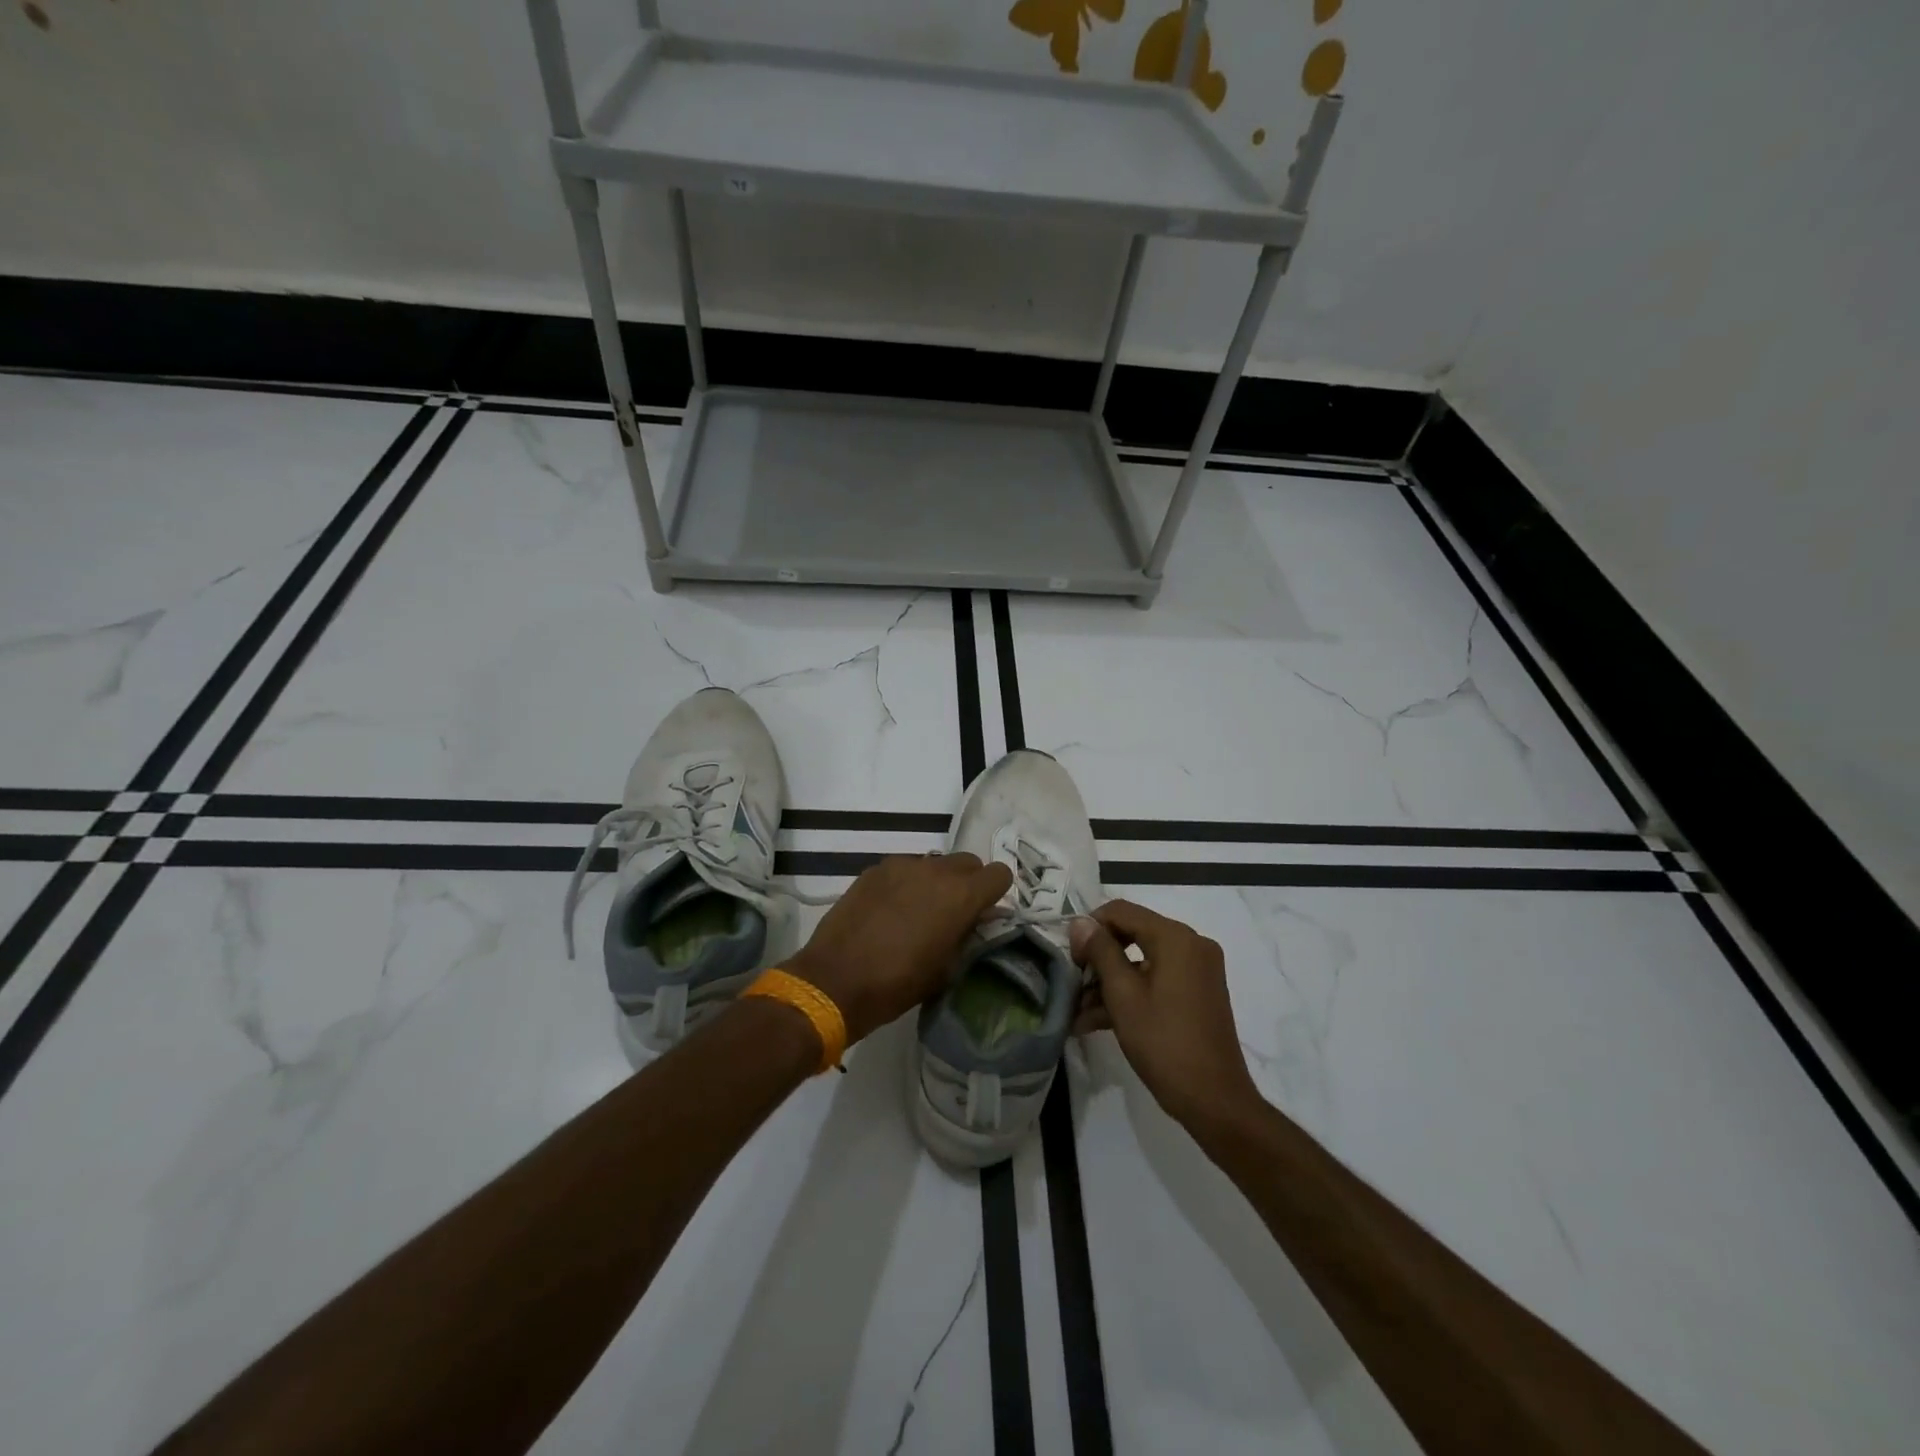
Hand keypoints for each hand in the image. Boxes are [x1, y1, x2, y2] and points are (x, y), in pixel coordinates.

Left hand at [787, 853, 1012, 1044]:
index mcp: (960, 895)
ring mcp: (902, 865)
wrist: (834, 981)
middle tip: (953, 913)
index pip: (999, 874)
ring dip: (936, 882)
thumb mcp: (946, 968)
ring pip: (934, 863)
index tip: (983, 914)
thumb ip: (967, 935)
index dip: (995, 894)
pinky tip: (890, 911)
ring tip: (918, 912)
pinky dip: (906, 884)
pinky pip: (904, 869)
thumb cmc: (897, 984)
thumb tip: (977, 919)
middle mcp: (935, 870)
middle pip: (967, 862)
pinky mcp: (874, 870)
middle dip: (968, 883)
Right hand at [1070, 900, 1261, 1131]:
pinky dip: (1131, 993)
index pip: (1121, 911)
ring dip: (1110, 982)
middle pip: (1132, 933)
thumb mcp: (1123, 995)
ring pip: (1142, 960)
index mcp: (1175, 937)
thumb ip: (1100, 952)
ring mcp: (1198, 969)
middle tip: (1073, 983)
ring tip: (1078, 1012)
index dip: (1090, 928)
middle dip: (1098, 958)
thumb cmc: (1164, 1043)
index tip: (1071, 957)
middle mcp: (1191, 944)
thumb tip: (1080, 922)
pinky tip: (1097, 1021)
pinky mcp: (1198, 992)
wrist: (1214, 1100)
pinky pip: (1157, 979)